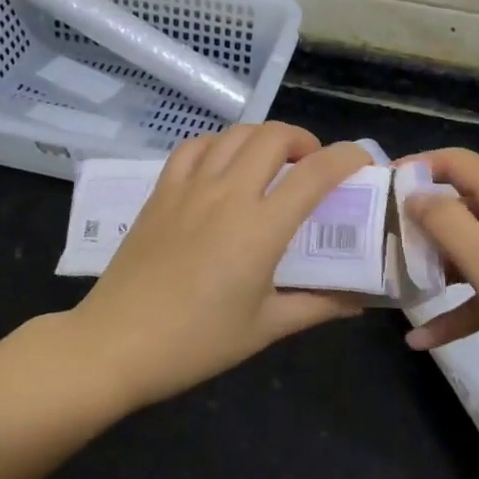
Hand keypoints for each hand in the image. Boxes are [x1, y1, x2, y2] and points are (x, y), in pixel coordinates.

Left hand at [69, 124, 372, 408]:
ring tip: (271, 163)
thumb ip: (318, 306)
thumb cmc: (197, 342)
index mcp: (261, 228)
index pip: (316, 172)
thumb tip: (360, 300)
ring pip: (235, 134)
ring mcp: (190, 186)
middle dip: (304, 141)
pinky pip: (195, 146)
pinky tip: (224, 166)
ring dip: (263, 138)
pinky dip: (219, 144)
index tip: (362, 162)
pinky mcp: (161, 190)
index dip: (347, 157)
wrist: (117, 344)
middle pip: (274, 136)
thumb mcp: (265, 328)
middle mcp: (228, 194)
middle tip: (311, 167)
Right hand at [401, 148, 478, 398]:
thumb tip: (414, 194)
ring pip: (474, 249)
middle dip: (419, 224)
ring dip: (436, 267)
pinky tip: (426, 339)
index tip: (377, 192)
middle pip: (461, 205)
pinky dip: (462, 306)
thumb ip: (447, 226)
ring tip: (396, 289)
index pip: (456, 162)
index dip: (416, 168)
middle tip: (379, 247)